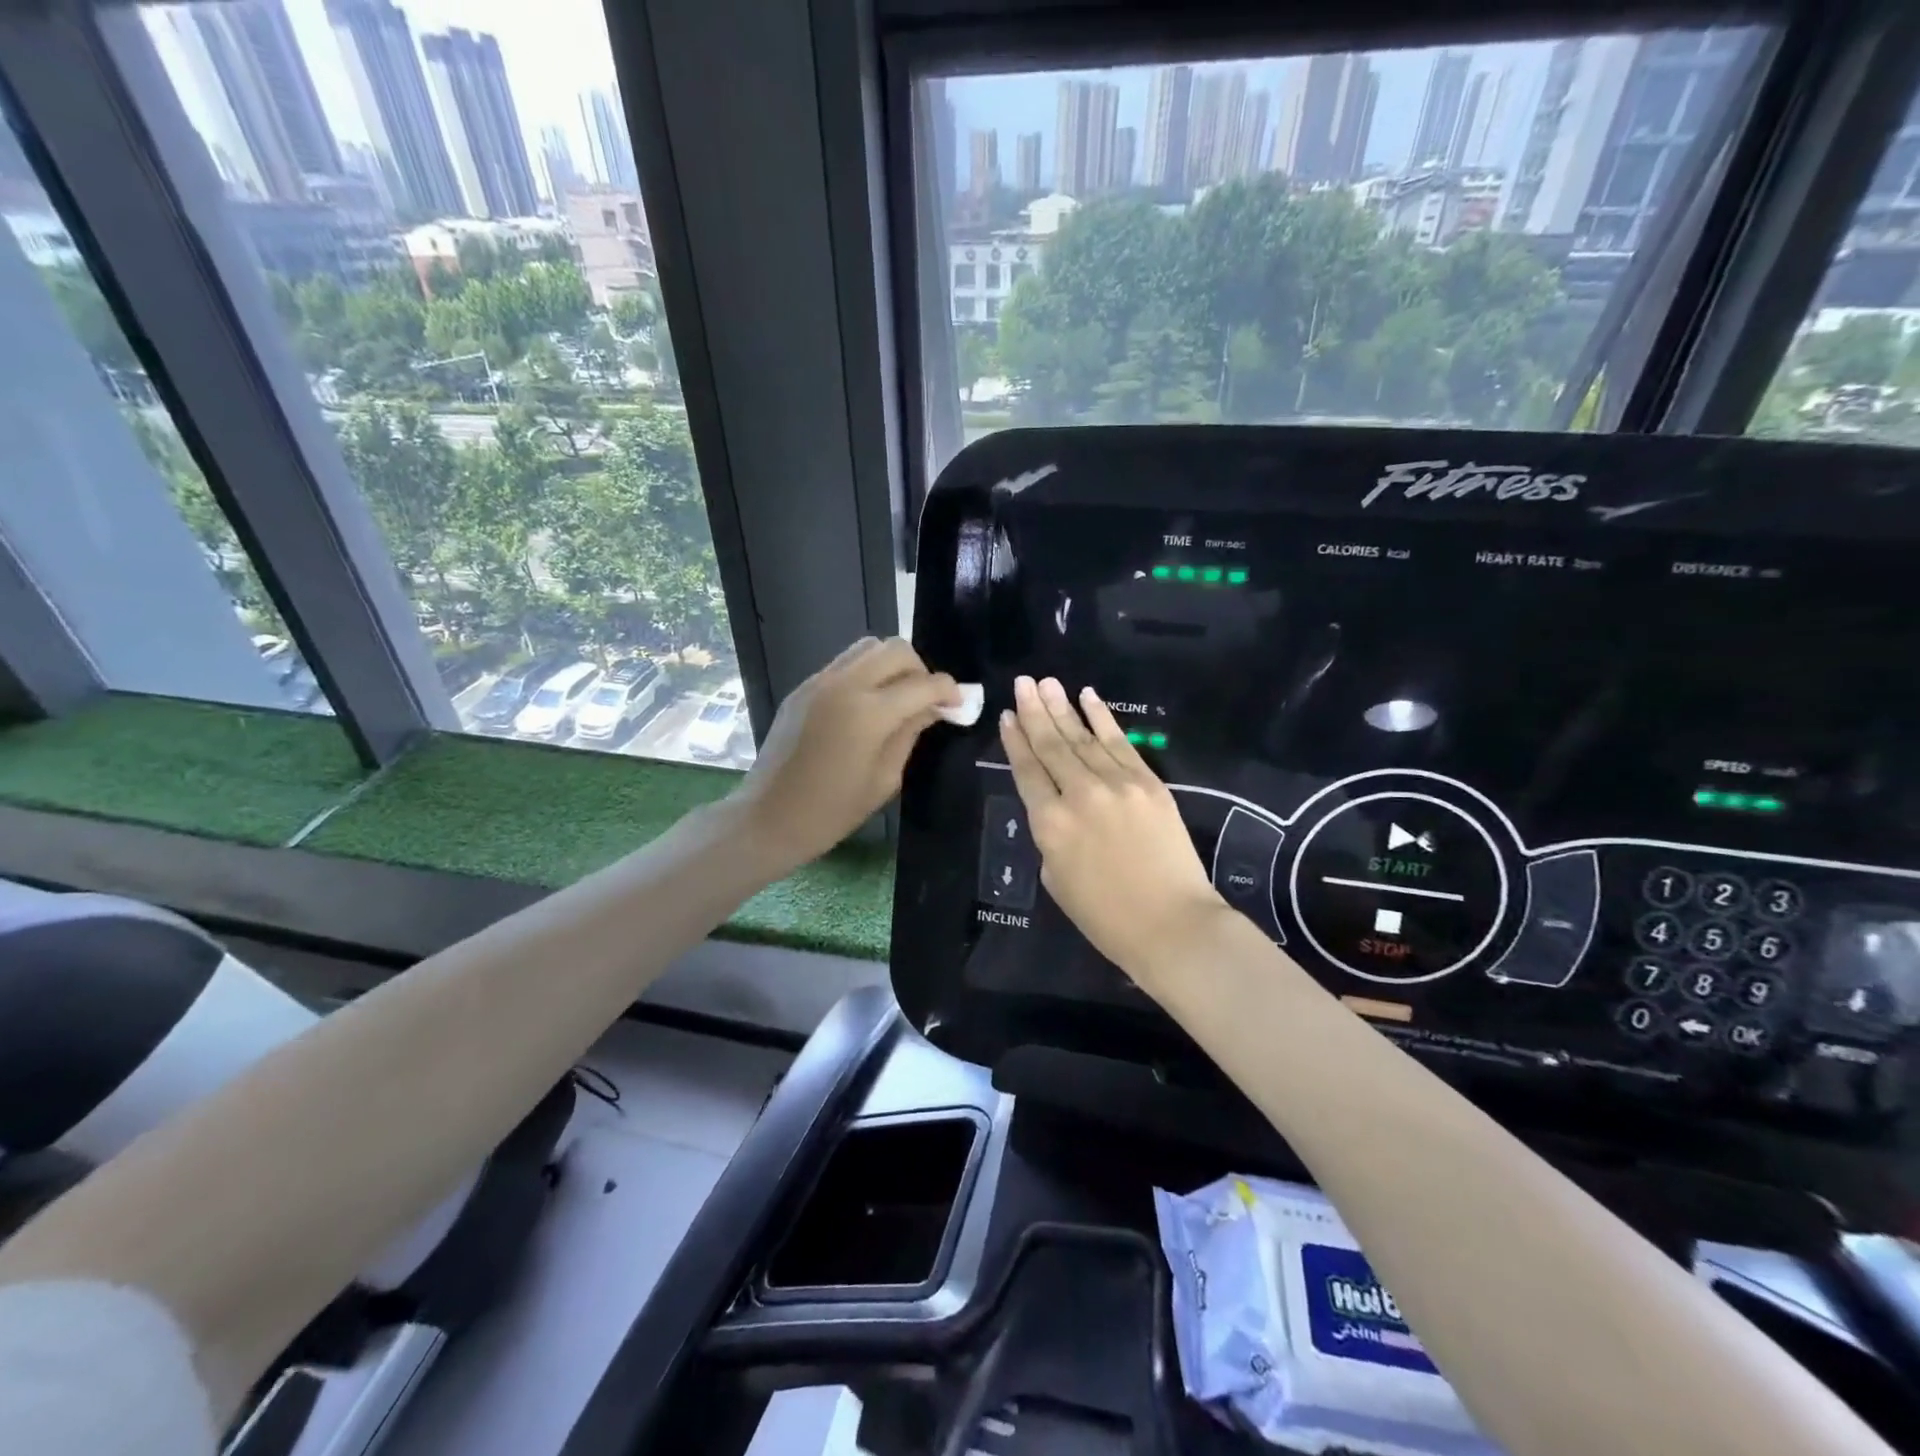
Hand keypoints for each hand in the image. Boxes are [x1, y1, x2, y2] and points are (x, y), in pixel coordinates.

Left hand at [730, 638, 958, 873]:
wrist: (769, 817)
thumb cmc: (832, 811)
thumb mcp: (885, 778)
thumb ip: (910, 734)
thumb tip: (932, 708)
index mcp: (869, 713)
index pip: (922, 684)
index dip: (948, 690)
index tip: (958, 703)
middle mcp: (844, 685)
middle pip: (895, 649)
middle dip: (920, 669)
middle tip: (926, 699)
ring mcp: (819, 682)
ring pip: (868, 647)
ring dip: (892, 665)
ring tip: (898, 697)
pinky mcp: (804, 687)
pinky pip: (844, 663)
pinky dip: (866, 673)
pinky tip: (868, 705)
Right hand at [1000, 676, 1230, 990]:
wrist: (1172, 924)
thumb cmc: (1106, 917)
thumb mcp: (1056, 880)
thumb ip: (1051, 836)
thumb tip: (1058, 809)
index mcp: (1049, 824)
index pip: (1027, 771)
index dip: (1015, 741)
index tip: (1007, 716)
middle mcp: (1079, 794)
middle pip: (1052, 745)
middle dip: (1034, 711)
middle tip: (1023, 682)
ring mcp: (1117, 784)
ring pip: (1083, 737)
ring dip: (1063, 707)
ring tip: (1047, 682)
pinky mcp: (1149, 783)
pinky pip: (1120, 743)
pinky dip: (1102, 718)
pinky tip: (1088, 698)